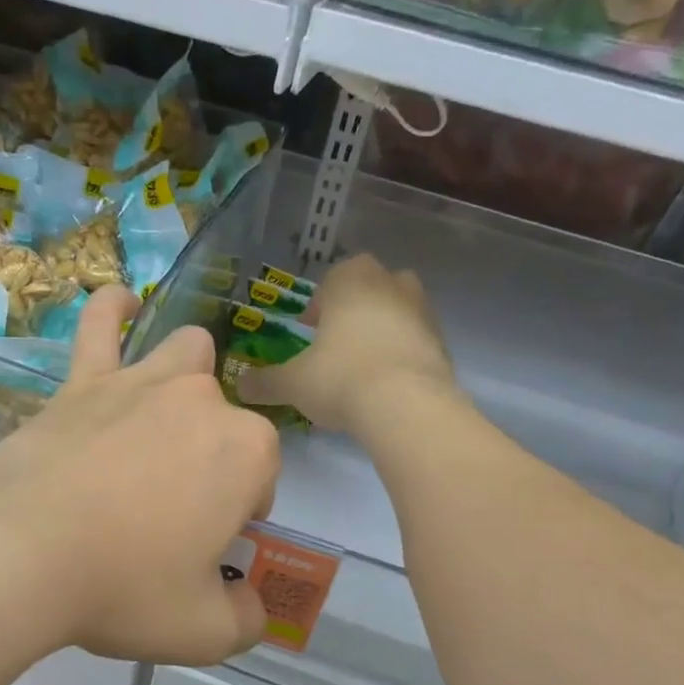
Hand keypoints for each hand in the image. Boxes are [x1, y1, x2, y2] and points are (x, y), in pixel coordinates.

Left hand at [0, 285, 280, 664]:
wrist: (17, 553)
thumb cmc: (122, 588)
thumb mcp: (203, 631)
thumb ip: (245, 618)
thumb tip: (250, 605)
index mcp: (246, 452)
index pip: (264, 477)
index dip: (243, 513)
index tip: (210, 547)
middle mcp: (202, 401)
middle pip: (227, 421)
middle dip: (216, 456)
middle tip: (176, 507)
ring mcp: (140, 381)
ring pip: (186, 356)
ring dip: (188, 380)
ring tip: (168, 416)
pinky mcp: (83, 381)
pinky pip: (101, 325)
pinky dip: (114, 311)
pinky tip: (121, 303)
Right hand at [236, 255, 455, 435]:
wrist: (407, 406)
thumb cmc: (340, 378)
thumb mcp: (293, 383)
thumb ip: (265, 382)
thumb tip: (240, 386)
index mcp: (351, 280)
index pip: (332, 278)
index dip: (318, 304)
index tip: (309, 330)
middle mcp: (390, 284)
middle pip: (370, 287)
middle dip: (355, 309)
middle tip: (336, 343)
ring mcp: (423, 311)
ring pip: (398, 310)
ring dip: (382, 328)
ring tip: (362, 365)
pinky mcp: (443, 343)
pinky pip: (416, 340)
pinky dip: (402, 353)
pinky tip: (387, 384)